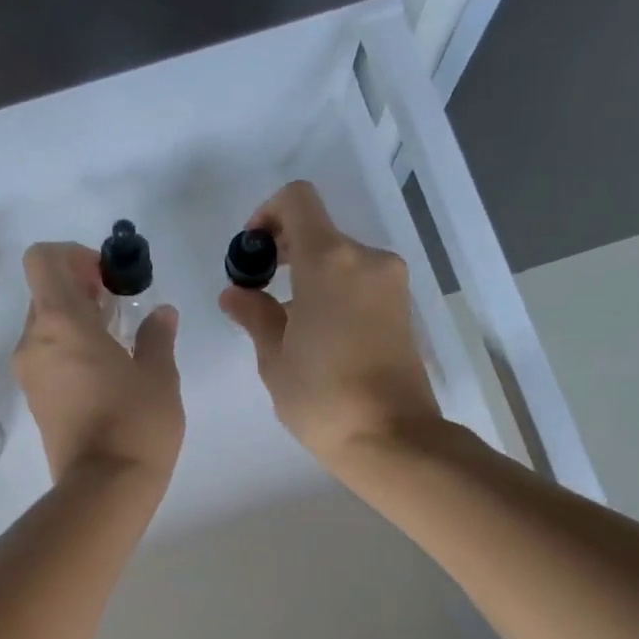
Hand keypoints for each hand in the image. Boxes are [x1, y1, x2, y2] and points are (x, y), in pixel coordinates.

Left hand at [13, 242, 183, 484]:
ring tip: (117, 341)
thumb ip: (157, 336)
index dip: (74, 256)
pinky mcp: (35, 401)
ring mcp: (30, 374)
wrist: (104, 489)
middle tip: (119, 308)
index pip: (43, 259)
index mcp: (61, 322)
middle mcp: (34, 342)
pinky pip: (46, 357)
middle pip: (44, 292)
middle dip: (79, 289)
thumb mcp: (159, 375)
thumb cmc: (136, 423)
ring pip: (45, 327)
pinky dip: (69, 350)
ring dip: (76, 321)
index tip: (108, 279)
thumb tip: (161, 314)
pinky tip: (105, 371)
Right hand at [220, 180, 440, 470]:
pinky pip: (358, 281)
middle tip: (259, 292)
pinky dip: (333, 290)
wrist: (391, 437)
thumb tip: (236, 293)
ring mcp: (390, 282)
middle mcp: (366, 259)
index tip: (252, 255)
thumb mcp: (275, 358)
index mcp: (328, 261)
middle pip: (318, 230)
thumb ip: (255, 314)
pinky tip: (317, 333)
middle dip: (283, 251)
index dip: (266, 215)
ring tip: (287, 322)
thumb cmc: (322, 398)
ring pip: (339, 258)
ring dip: (308, 274)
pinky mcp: (402, 306)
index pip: (297, 200)